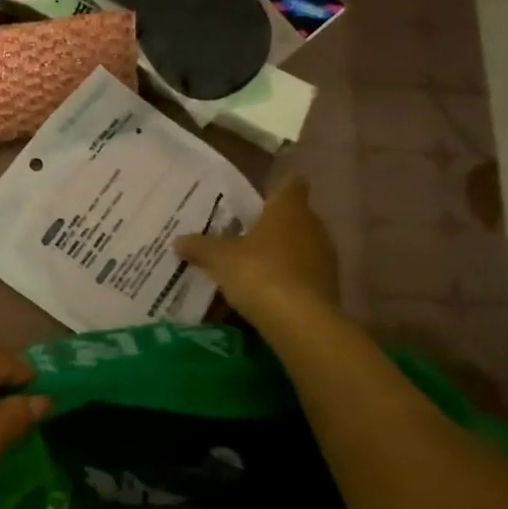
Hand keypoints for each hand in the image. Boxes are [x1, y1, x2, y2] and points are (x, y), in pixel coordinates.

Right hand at [177, 176, 338, 326]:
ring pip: (301, 249)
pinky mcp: (330, 288)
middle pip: (295, 218)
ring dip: (281, 257)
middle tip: (243, 237)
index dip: (277, 190)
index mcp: (289, 209)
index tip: (258, 201)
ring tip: (252, 270)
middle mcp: (314, 227)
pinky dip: (289, 282)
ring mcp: (326, 259)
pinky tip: (267, 296)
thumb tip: (178, 240)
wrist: (302, 323)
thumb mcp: (220, 259)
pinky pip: (304, 277)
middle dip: (272, 227)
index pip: (291, 185)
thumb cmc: (260, 274)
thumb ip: (200, 246)